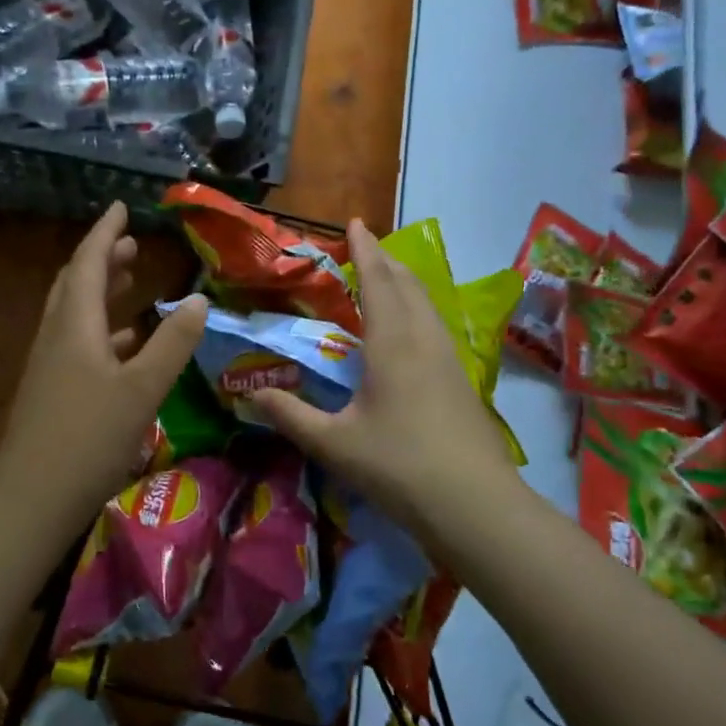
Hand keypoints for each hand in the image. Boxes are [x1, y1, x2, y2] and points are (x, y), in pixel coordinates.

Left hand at [0, 203, 208, 531]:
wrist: (31, 497)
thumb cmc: (89, 437)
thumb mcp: (142, 389)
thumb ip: (172, 343)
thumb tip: (198, 300)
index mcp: (76, 326)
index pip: (90, 263)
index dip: (106, 233)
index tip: (121, 207)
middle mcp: (57, 336)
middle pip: (77, 284)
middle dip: (103, 260)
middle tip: (131, 245)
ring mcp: (49, 365)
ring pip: (75, 314)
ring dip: (101, 292)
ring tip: (130, 282)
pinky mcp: (50, 391)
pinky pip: (76, 342)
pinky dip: (101, 330)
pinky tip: (124, 345)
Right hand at [253, 220, 517, 540]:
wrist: (474, 505)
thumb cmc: (398, 466)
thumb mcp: (333, 443)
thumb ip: (291, 415)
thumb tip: (250, 394)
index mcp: (392, 343)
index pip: (378, 281)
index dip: (365, 250)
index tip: (355, 221)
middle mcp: (424, 339)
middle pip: (408, 284)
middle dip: (387, 260)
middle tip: (367, 247)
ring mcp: (449, 358)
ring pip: (427, 303)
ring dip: (406, 282)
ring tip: (388, 278)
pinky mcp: (462, 380)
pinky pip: (436, 325)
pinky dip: (418, 308)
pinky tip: (412, 330)